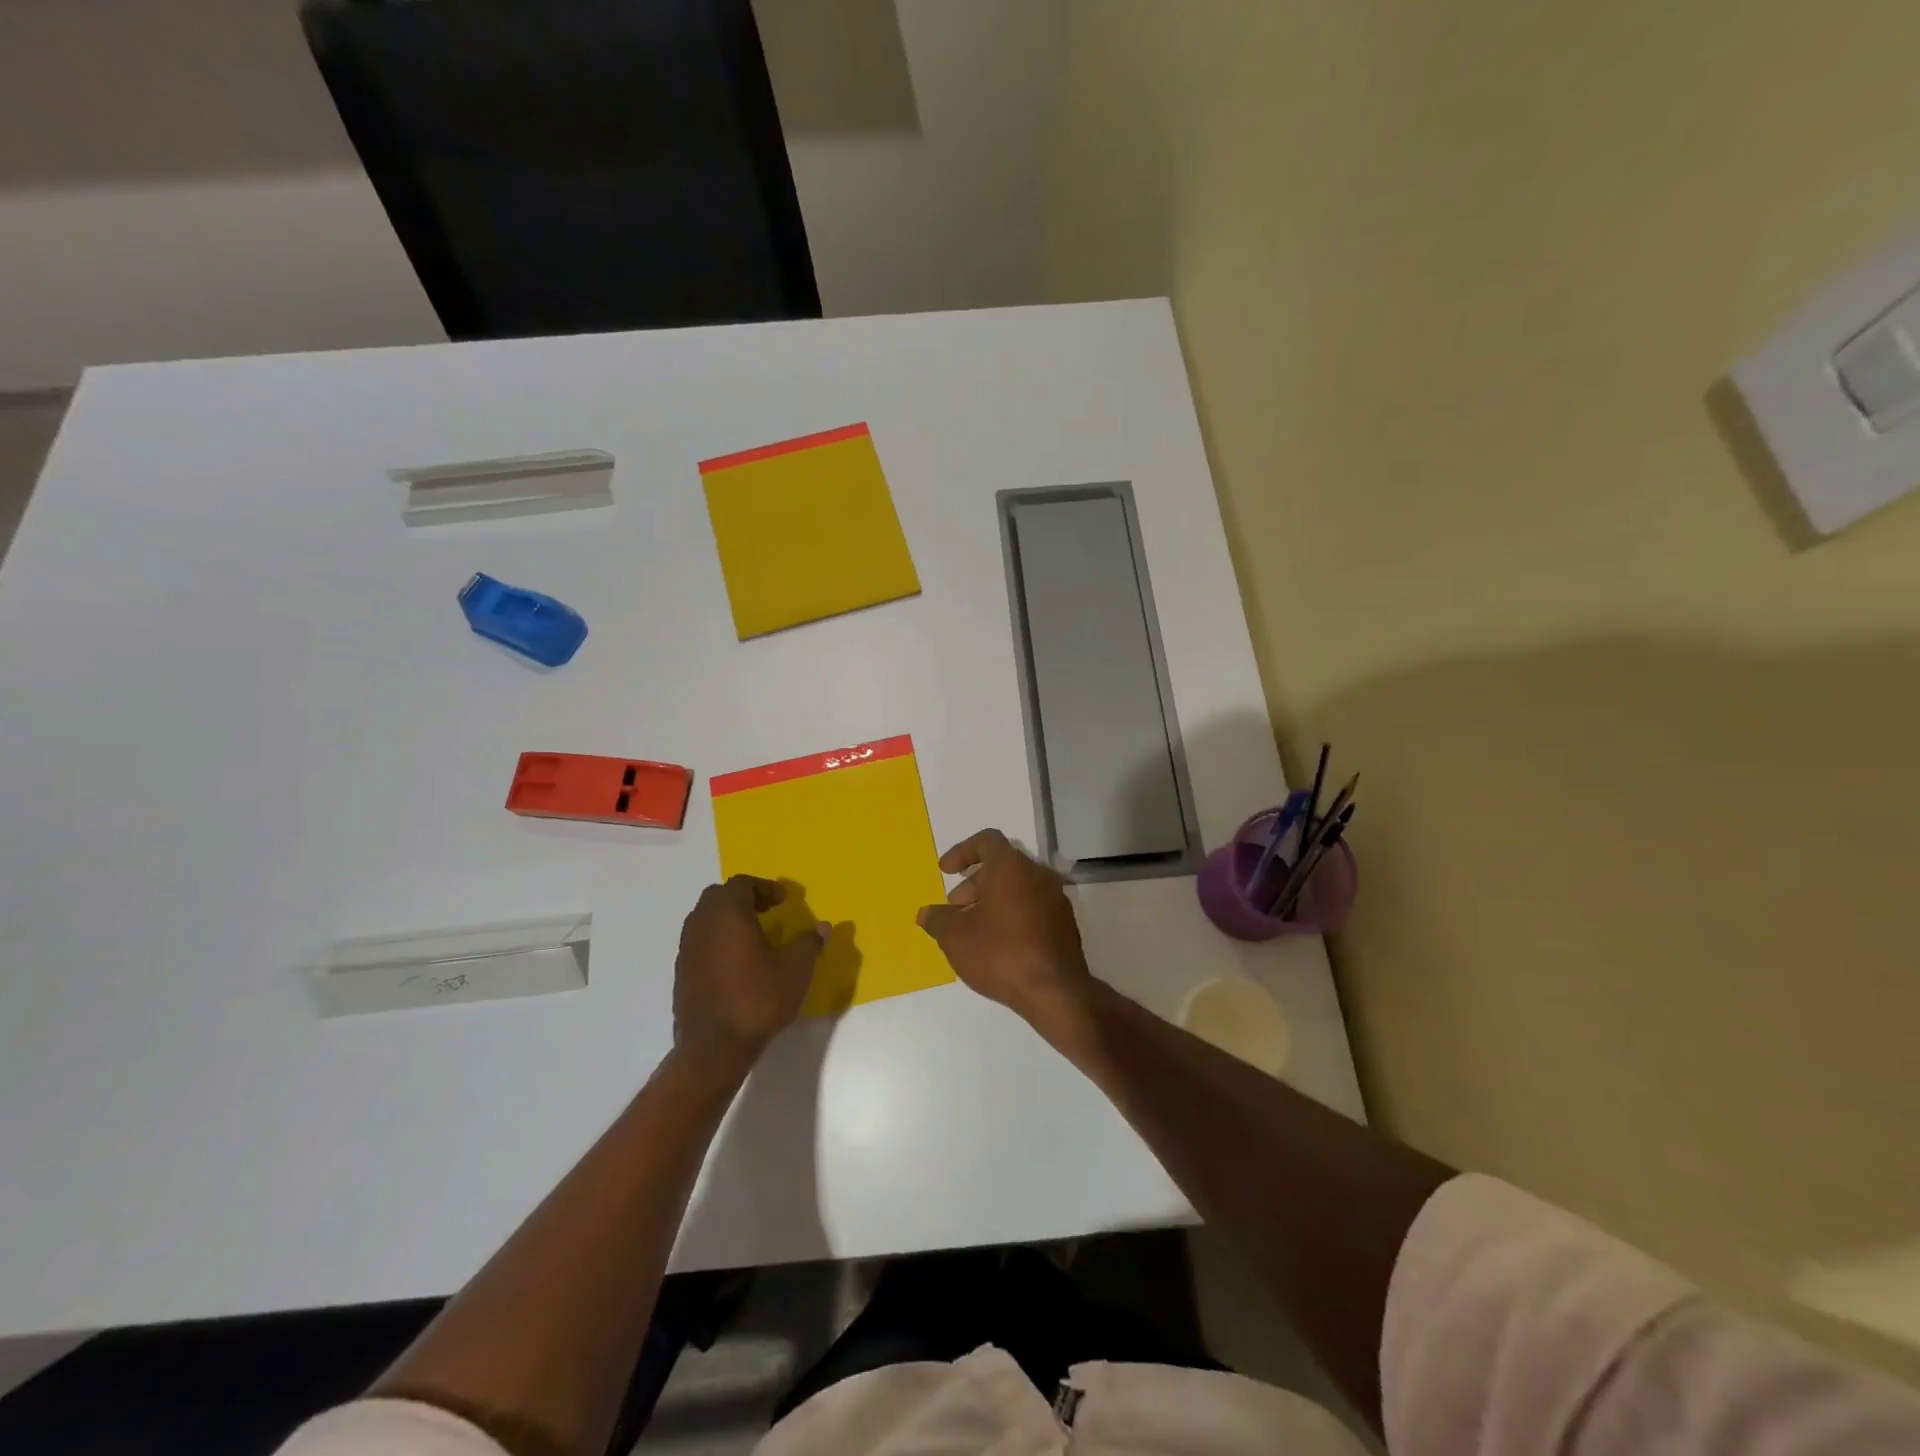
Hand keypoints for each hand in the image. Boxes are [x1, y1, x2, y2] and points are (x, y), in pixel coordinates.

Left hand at [673, 876, 826, 1070]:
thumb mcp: (796, 970)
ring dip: (728, 919)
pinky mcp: (681, 973)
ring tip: (753, 937)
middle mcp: (702, 924)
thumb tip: (822, 927)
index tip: (783, 901)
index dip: (764, 887)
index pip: (741, 883)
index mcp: (728, 914)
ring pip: (705, 919)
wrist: (714, 1048)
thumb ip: (809, 943)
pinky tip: (736, 963)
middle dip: (743, 898)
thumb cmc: (758, 999)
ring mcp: (687, 949)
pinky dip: (717, 941)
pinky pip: (699, 942)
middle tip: (767, 912)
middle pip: (718, 896)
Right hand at [916, 829, 1093, 1025]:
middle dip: (974, 883)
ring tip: (973, 930)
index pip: (986, 841)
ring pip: (1018, 888)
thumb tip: (926, 913)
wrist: (1056, 991)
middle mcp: (1038, 874)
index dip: (961, 851)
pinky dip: (1013, 915)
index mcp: (1011, 867)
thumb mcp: (955, 937)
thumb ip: (937, 920)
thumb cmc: (1000, 953)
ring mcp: (1056, 899)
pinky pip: (1033, 907)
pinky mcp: (1065, 924)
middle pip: (1002, 866)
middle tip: (955, 909)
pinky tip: (999, 944)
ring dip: (992, 901)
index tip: (945, 871)